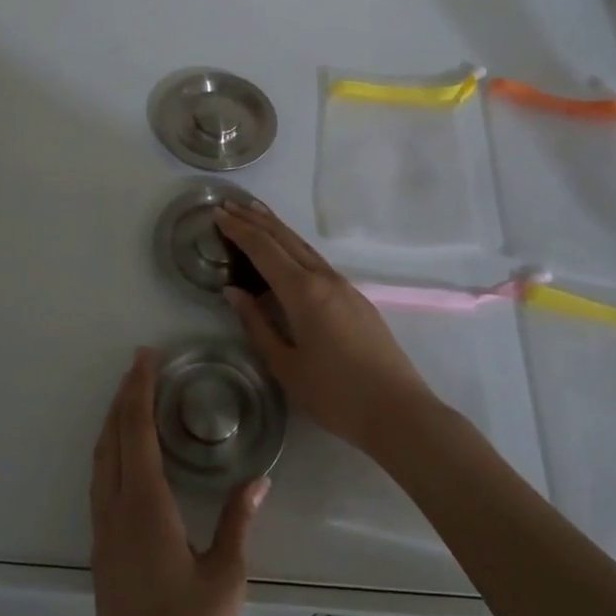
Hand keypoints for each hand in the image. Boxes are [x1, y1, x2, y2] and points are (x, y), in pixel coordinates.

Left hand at [90, 348, 266, 615]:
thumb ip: (238, 522)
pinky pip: (100, 479)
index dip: (138, 389)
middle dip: (123, 396)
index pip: (135, 431)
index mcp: (144, 507)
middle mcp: (116, 509)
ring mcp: (103, 529)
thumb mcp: (226, 578)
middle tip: (140, 364)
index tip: (146, 356)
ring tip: (131, 396)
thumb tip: (259, 480)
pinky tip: (125, 453)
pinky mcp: (102, 548)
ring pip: (100, 458)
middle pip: (112, 437)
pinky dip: (110, 448)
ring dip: (113, 420)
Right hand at [217, 200, 435, 455]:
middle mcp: (324, 278)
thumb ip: (257, 325)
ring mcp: (344, 286)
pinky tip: (287, 253)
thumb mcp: (286, 366)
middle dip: (255, 219)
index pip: (264, 249)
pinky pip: (317, 261)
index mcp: (303, 292)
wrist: (399, 411)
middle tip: (230, 204)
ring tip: (255, 214)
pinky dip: (294, 247)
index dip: (239, 230)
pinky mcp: (356, 298)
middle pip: (285, 238)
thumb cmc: (335, 394)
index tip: (217, 213)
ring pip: (304, 246)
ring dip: (277, 228)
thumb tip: (234, 292)